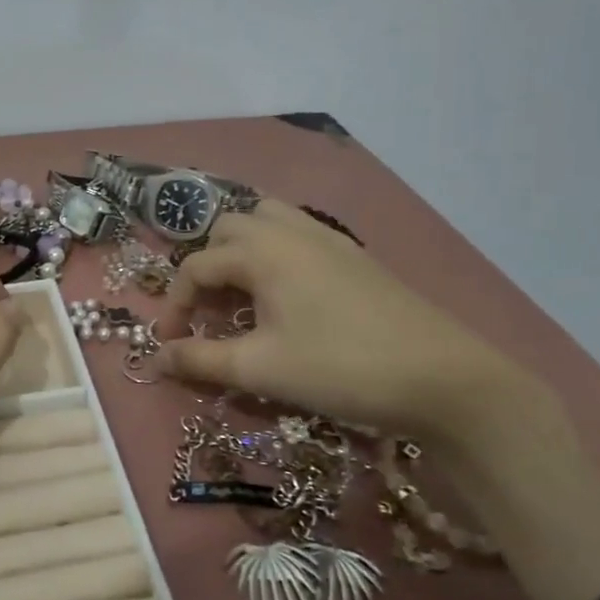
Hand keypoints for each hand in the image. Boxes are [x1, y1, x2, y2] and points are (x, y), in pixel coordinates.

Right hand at [155, 200, 542, 444]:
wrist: (443, 378)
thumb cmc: (340, 368)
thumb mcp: (260, 369)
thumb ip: (200, 360)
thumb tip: (156, 358)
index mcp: (263, 251)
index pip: (196, 266)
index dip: (175, 305)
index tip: (171, 345)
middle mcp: (291, 232)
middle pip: (228, 229)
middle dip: (206, 267)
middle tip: (208, 313)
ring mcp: (329, 239)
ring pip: (268, 220)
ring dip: (242, 250)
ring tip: (241, 293)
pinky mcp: (355, 257)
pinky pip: (299, 234)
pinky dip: (276, 252)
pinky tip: (287, 295)